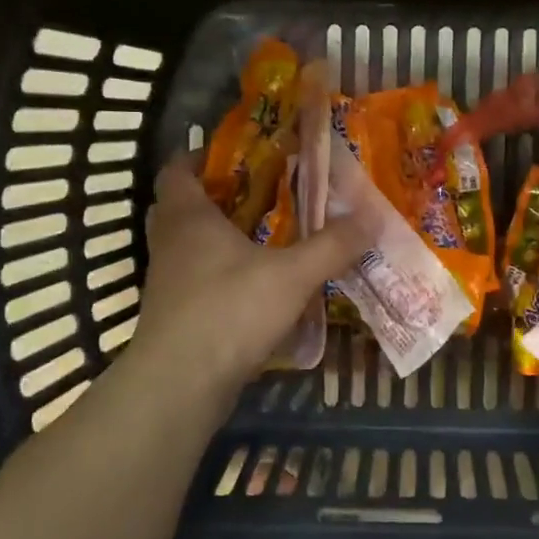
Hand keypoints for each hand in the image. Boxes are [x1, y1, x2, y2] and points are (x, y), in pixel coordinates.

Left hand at [130, 154, 369, 393]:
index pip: (178, 169)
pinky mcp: (174, 315)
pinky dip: (220, 274)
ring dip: (218, 238)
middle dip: (216, 196)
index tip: (237, 154)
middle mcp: (169, 243)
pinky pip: (196, 280)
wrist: (180, 384)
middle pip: (181, 206)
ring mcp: (167, 282)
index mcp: (188, 218)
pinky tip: (256, 286)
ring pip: (188, 246)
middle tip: (258, 194)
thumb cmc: (229, 312)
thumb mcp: (292, 275)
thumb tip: (371, 217)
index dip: (201, 156)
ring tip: (264, 237)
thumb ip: (332, 245)